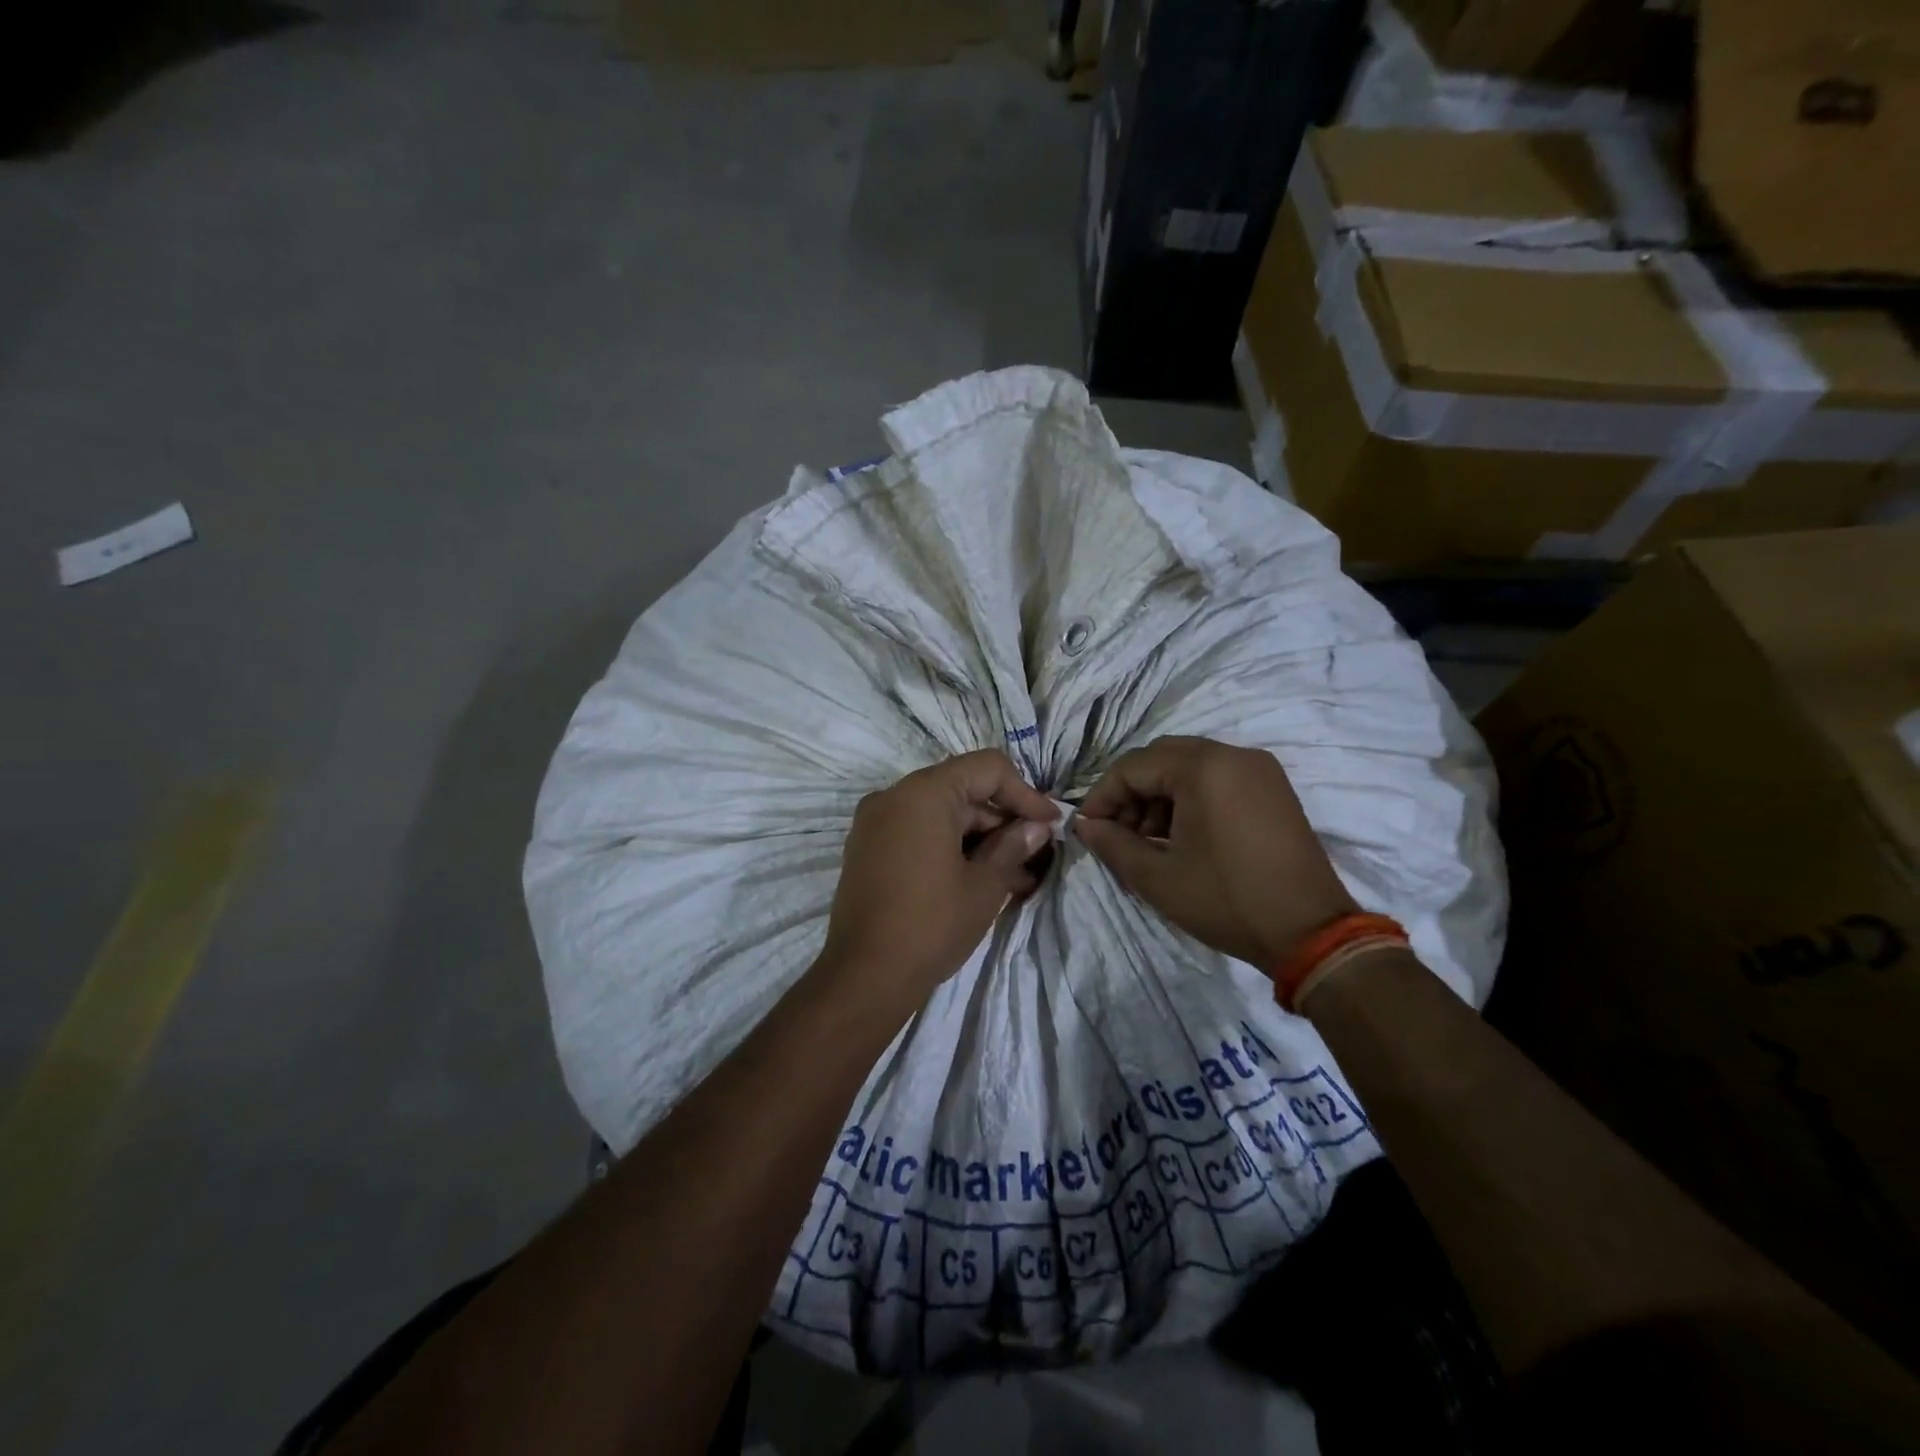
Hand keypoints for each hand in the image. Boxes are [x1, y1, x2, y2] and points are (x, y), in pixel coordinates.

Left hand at [820, 751, 1057, 1011]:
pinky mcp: (868, 849)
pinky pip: (918, 833)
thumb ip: (1013, 846)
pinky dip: (950, 848)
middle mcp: (894, 796)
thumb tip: (1036, 827)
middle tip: (1036, 856)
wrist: (864, 977)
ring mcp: (875, 822)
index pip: (986, 769)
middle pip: (963, 791)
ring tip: (1016, 878)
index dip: (1024, 793)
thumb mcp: (984, 885)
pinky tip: (979, 880)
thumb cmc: (932, 924)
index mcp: (924, 793)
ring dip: (979, 840)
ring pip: (942, 815)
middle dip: (1002, 822)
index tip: (1050, 824)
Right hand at [1074, 736, 1355, 968]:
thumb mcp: (1157, 877)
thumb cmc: (1227, 901)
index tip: (1088, 829)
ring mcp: (1259, 769)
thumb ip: (1112, 844)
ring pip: (1189, 768)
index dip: (1103, 796)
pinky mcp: (1273, 788)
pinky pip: (1217, 779)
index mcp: (1204, 767)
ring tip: (1148, 842)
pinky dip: (1190, 799)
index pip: (1133, 766)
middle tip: (1117, 833)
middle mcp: (1233, 755)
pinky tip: (1181, 837)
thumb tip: (1084, 826)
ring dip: (1160, 797)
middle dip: (1131, 794)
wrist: (1310, 933)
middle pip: (1161, 759)